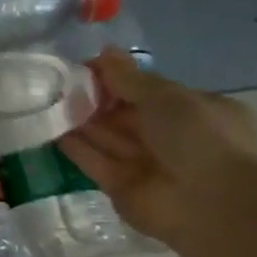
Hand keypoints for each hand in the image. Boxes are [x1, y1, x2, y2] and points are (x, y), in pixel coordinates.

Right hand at [59, 50, 256, 245]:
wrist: (211, 204)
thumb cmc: (200, 139)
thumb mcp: (167, 97)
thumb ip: (129, 78)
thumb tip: (104, 51)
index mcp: (194, 112)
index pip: (149, 92)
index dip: (118, 79)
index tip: (86, 68)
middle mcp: (171, 139)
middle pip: (124, 115)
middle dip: (94, 100)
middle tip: (57, 84)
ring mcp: (146, 165)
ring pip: (107, 137)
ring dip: (80, 121)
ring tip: (45, 101)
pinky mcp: (121, 187)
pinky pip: (94, 161)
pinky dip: (74, 147)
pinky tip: (49, 129)